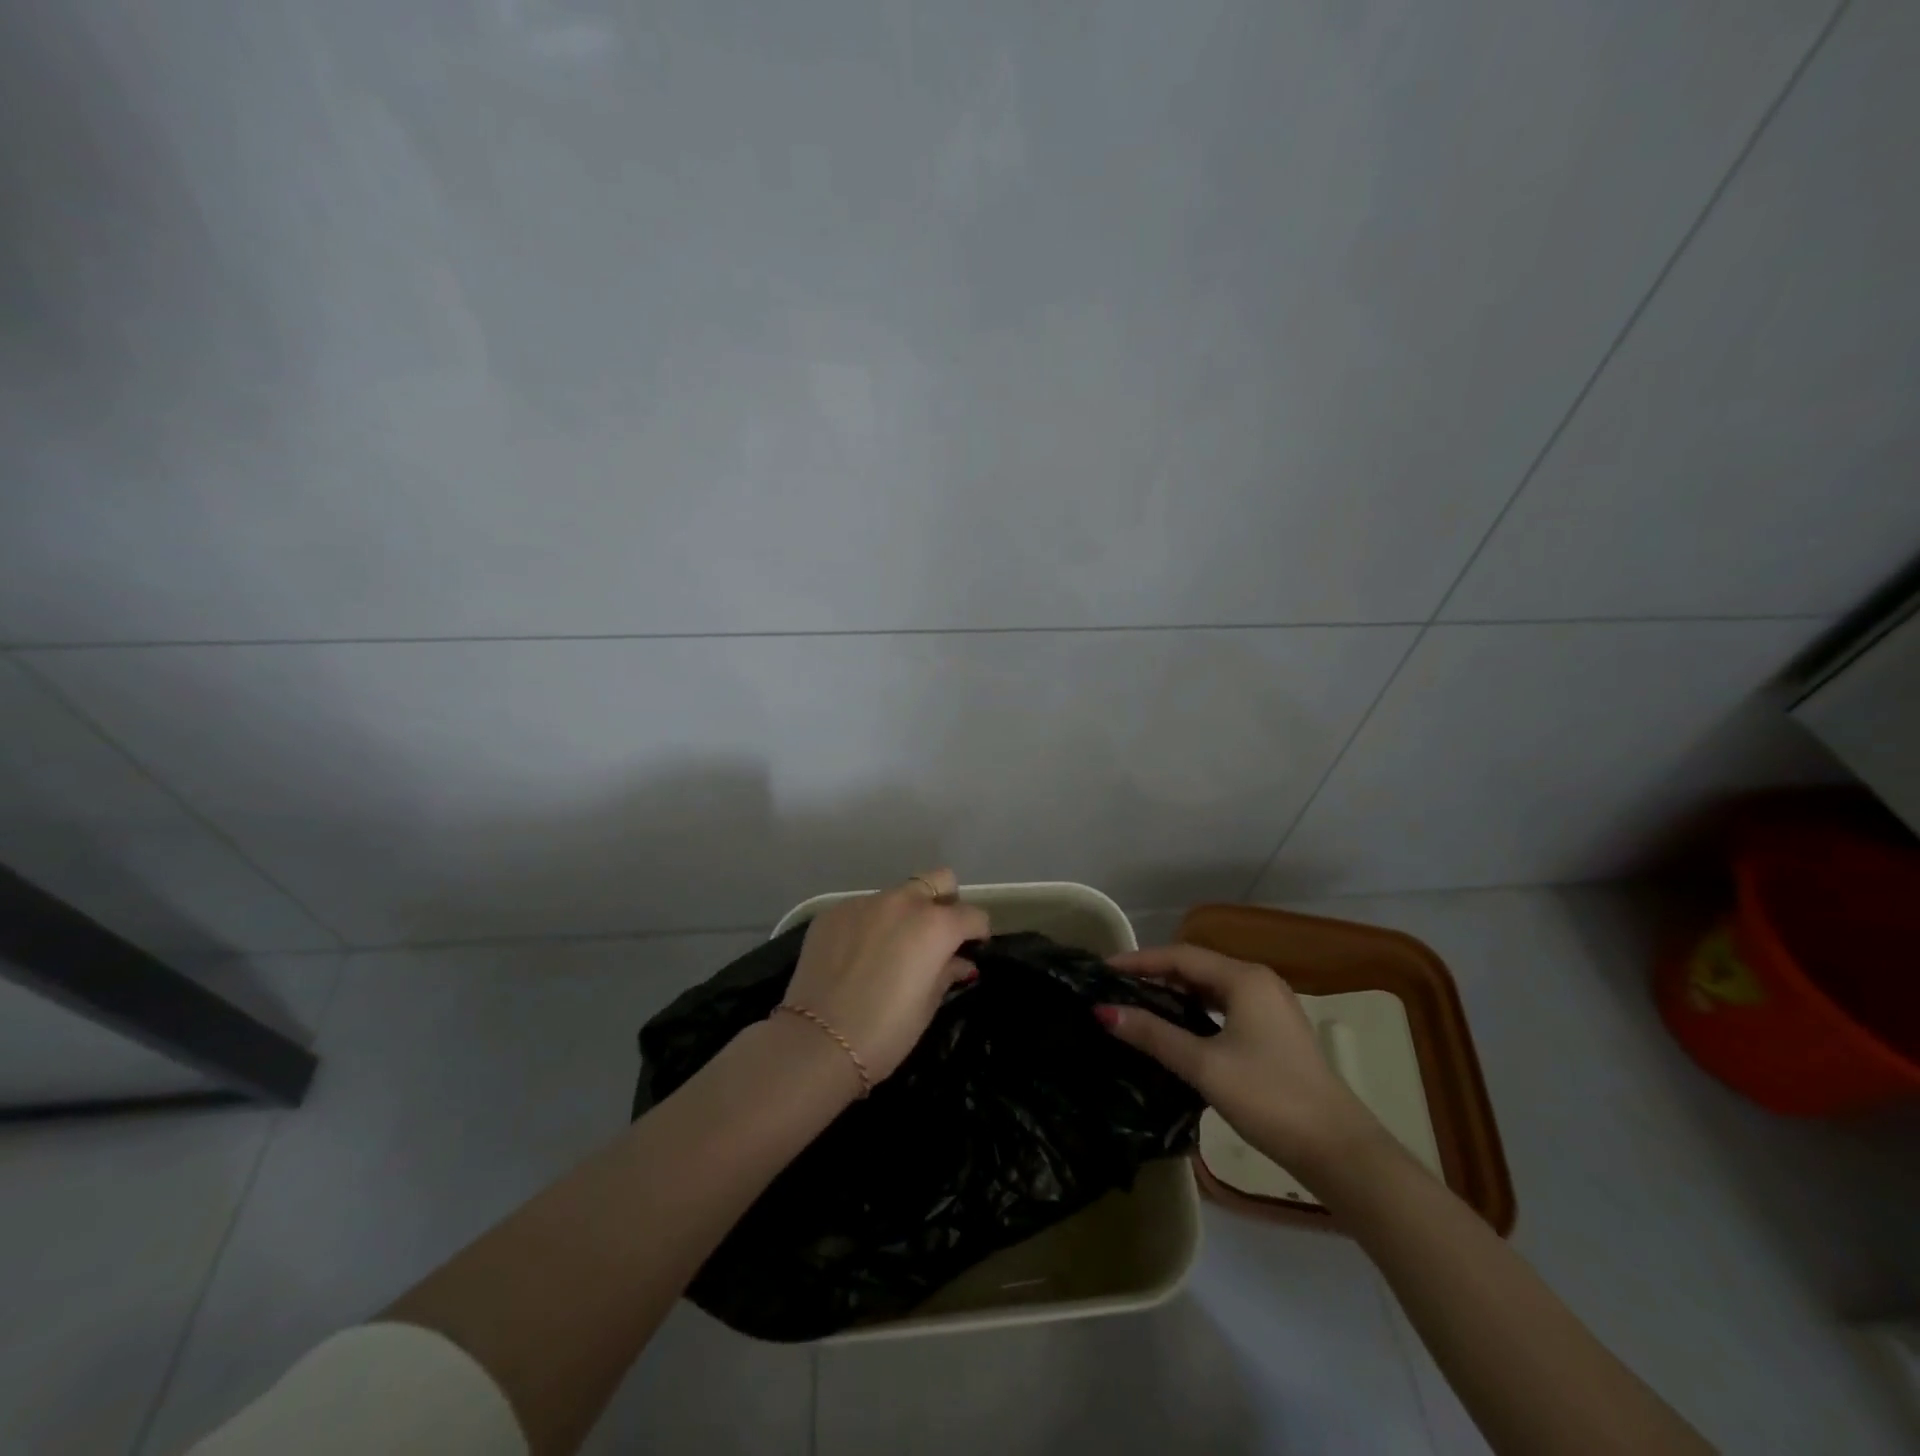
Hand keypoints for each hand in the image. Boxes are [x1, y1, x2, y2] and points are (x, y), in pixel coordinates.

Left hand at [783, 869, 989, 1084]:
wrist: (817, 1042)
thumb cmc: (885, 1031)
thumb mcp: (927, 1006)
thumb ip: (948, 973)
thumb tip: (961, 962)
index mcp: (935, 925)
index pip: (972, 915)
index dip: (977, 932)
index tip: (972, 947)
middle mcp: (903, 902)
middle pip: (938, 880)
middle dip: (944, 902)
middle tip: (936, 935)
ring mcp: (864, 902)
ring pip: (897, 894)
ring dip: (904, 913)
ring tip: (891, 947)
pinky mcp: (833, 911)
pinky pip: (863, 908)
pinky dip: (870, 923)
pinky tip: (858, 954)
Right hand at [1099, 944, 1385, 1177]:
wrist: (1338, 1150)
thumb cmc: (1268, 1098)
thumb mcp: (1204, 1065)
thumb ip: (1154, 1034)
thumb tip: (1104, 1011)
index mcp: (1245, 978)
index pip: (1180, 956)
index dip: (1139, 960)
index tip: (1103, 969)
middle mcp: (1258, 982)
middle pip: (1196, 966)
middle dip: (1154, 973)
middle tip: (1115, 986)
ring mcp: (1270, 1006)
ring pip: (1211, 987)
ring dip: (1175, 991)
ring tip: (1137, 1002)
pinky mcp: (1274, 1031)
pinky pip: (1224, 1005)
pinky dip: (1195, 1009)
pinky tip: (1176, 1025)